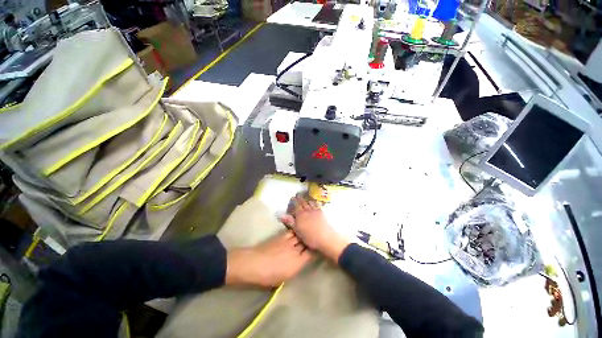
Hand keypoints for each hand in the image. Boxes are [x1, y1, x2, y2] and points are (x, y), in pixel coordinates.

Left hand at [226, 231, 311, 287]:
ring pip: (300, 235)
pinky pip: (292, 231)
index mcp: (297, 263)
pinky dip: (296, 230)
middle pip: (306, 243)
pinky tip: (298, 229)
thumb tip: (301, 261)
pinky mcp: (281, 236)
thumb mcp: (284, 278)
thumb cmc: (268, 276)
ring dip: (304, 234)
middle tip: (315, 238)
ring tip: (308, 232)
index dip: (315, 251)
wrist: (254, 264)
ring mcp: (288, 241)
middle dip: (311, 240)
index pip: (310, 254)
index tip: (318, 248)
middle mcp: (295, 250)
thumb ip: (295, 268)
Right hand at [280, 196, 349, 261]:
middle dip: (299, 198)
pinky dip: (314, 201)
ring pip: (309, 202)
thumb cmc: (309, 237)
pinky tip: (314, 202)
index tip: (292, 198)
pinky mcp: (321, 211)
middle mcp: (307, 210)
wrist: (325, 238)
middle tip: (297, 194)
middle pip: (302, 202)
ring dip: (306, 199)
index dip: (293, 201)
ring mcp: (315, 210)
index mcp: (300, 215)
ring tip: (305, 197)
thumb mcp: (297, 231)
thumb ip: (290, 222)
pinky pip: (317, 204)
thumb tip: (281, 215)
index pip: (296, 205)